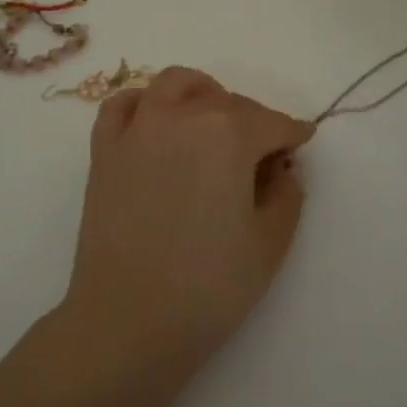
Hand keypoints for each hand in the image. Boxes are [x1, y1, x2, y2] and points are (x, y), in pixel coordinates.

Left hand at [62, 67, 314, 369]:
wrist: (128, 321)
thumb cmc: (209, 287)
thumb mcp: (270, 243)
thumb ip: (287, 193)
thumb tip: (281, 166)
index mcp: (228, 134)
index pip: (272, 122)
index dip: (293, 133)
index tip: (303, 142)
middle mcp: (181, 116)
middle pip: (227, 101)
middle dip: (253, 120)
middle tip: (263, 153)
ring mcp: (137, 129)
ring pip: (174, 84)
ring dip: (201, 94)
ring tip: (212, 121)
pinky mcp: (104, 150)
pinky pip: (123, 105)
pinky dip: (144, 102)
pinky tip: (156, 124)